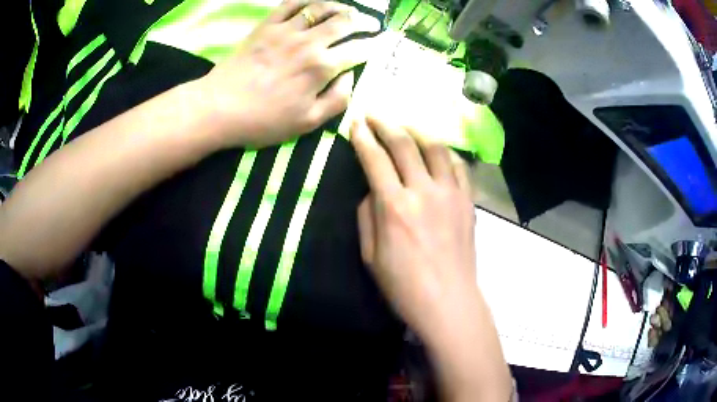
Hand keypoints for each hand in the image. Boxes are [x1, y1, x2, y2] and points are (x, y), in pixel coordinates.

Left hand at [199, 0, 379, 147]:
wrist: (220, 108)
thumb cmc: (264, 120)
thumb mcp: (308, 123)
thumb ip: (337, 100)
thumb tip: (351, 78)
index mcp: (322, 67)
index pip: (358, 50)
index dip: (372, 47)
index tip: (377, 46)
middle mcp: (309, 43)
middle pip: (344, 23)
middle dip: (362, 21)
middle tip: (368, 23)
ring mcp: (286, 31)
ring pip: (320, 8)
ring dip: (338, 7)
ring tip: (346, 10)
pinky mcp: (266, 26)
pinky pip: (290, 4)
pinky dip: (305, 0)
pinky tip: (313, 3)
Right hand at [351, 116, 511, 401]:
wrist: (448, 301)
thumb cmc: (403, 286)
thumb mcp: (370, 255)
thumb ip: (367, 215)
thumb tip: (374, 190)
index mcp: (395, 207)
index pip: (375, 159)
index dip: (363, 137)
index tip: (356, 122)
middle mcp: (424, 191)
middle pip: (404, 144)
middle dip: (386, 124)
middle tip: (375, 114)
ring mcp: (451, 194)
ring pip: (436, 147)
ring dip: (417, 131)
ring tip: (406, 127)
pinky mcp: (468, 201)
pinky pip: (458, 166)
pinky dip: (445, 153)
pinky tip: (437, 152)